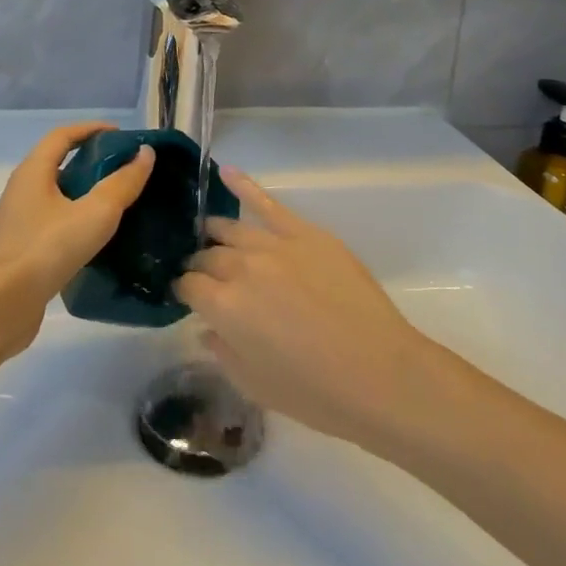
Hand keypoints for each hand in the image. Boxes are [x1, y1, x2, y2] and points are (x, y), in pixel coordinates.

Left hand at [0, 122, 154, 355]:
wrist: (1, 305)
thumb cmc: (47, 248)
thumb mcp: (95, 213)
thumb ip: (123, 183)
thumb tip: (145, 154)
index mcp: (33, 172)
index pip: (63, 136)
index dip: (92, 129)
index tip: (122, 136)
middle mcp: (21, 191)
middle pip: (58, 164)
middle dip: (92, 162)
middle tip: (126, 172)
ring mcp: (18, 222)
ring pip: (56, 197)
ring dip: (85, 195)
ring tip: (118, 206)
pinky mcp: (21, 250)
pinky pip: (53, 225)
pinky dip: (76, 221)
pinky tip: (96, 240)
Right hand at [174, 166, 433, 445]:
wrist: (380, 374)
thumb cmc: (315, 393)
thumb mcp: (255, 385)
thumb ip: (222, 352)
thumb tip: (207, 328)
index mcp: (223, 307)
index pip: (189, 286)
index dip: (185, 291)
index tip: (187, 297)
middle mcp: (241, 268)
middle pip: (208, 256)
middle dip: (200, 265)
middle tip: (205, 276)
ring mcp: (274, 245)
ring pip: (231, 229)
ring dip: (216, 234)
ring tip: (210, 236)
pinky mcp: (306, 233)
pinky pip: (268, 203)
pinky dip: (244, 186)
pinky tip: (225, 172)